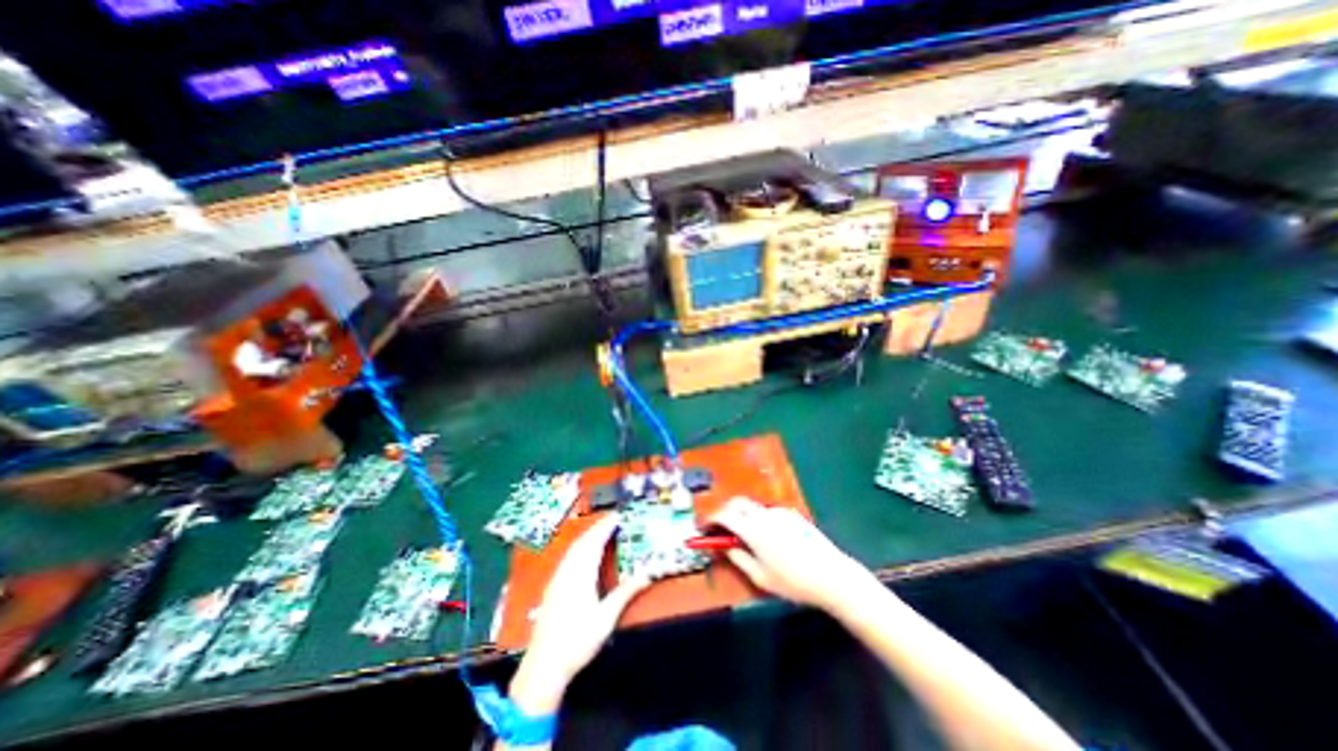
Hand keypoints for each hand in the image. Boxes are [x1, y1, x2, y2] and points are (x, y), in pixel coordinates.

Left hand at [510, 518, 649, 716]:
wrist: (543, 666)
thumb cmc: (577, 641)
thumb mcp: (606, 618)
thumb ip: (625, 593)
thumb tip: (647, 573)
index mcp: (581, 574)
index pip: (595, 542)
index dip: (606, 526)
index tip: (619, 515)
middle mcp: (567, 570)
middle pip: (583, 541)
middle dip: (598, 527)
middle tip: (613, 519)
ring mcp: (558, 578)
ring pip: (574, 548)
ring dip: (588, 536)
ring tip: (602, 530)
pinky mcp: (553, 586)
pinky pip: (568, 556)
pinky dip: (580, 546)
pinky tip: (583, 552)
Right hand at [711, 494, 879, 612]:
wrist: (832, 576)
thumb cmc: (794, 583)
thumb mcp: (761, 578)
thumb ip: (738, 559)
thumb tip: (724, 547)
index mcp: (754, 531)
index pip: (725, 515)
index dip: (712, 520)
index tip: (706, 529)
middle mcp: (764, 515)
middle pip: (737, 503)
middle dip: (726, 513)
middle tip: (723, 531)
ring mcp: (779, 512)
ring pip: (753, 507)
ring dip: (744, 516)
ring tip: (749, 540)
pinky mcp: (792, 514)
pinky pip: (768, 512)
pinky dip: (760, 519)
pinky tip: (771, 539)